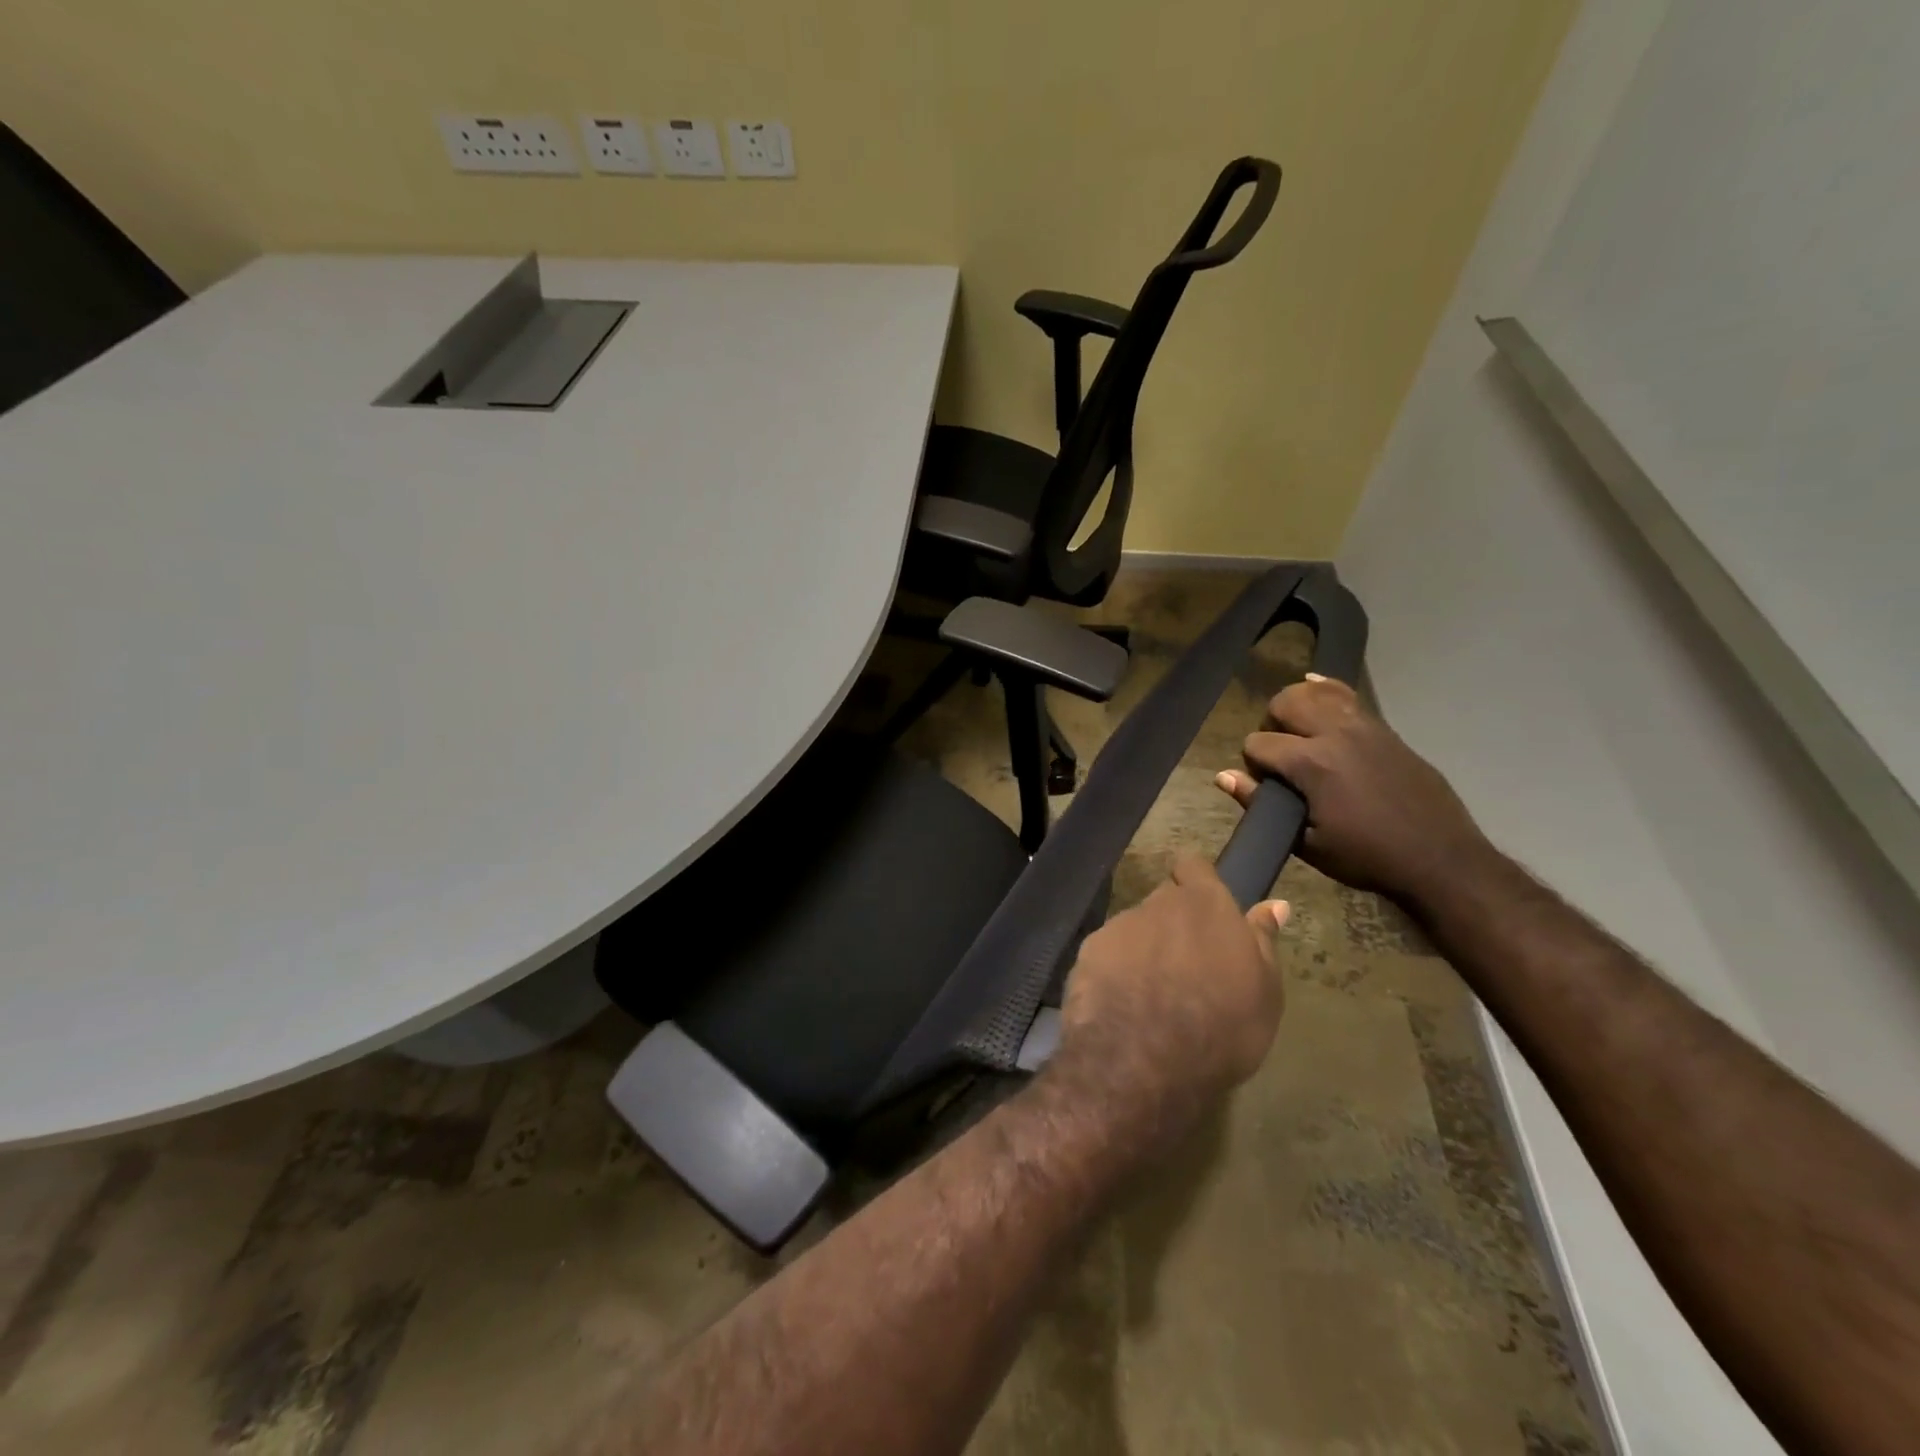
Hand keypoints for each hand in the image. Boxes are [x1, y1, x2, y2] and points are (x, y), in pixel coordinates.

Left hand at [1046, 855, 1287, 1152]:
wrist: (1142, 1058)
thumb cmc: (1221, 1026)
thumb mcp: (1264, 991)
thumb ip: (1263, 940)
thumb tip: (1275, 904)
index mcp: (1204, 904)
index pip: (1193, 866)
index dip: (1196, 883)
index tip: (1205, 912)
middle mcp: (1157, 904)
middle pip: (1164, 900)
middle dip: (1173, 923)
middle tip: (1186, 966)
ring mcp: (1118, 927)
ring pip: (1134, 928)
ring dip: (1144, 949)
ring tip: (1153, 994)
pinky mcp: (1087, 952)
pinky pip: (1107, 954)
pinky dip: (1115, 971)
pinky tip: (1123, 1005)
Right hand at [1215, 674, 1490, 905]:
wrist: (1440, 858)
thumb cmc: (1366, 857)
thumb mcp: (1306, 842)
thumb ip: (1261, 804)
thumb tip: (1223, 776)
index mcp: (1312, 764)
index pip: (1258, 743)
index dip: (1253, 764)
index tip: (1266, 786)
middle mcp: (1335, 734)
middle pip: (1284, 703)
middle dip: (1270, 725)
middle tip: (1278, 755)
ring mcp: (1364, 727)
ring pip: (1316, 691)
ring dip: (1298, 705)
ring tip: (1297, 731)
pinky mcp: (1385, 730)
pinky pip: (1349, 696)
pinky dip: (1327, 690)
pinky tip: (1315, 687)